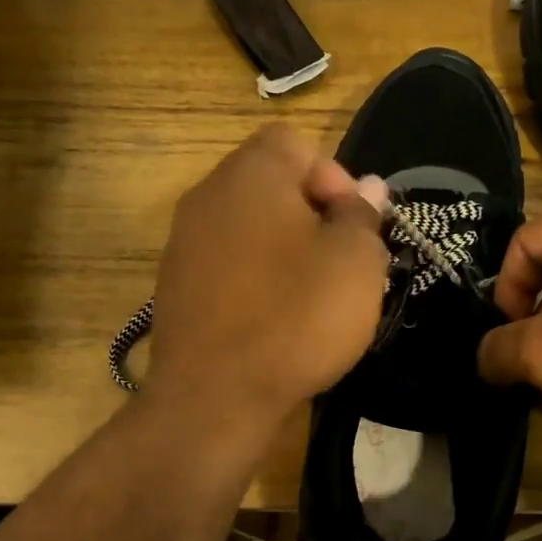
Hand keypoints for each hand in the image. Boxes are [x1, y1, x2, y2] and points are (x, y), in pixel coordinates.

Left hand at [147, 126, 388, 434]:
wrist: (216, 397)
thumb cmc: (296, 318)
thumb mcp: (356, 263)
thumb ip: (363, 215)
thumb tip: (366, 188)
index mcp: (251, 175)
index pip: (295, 144)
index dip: (334, 178)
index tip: (354, 228)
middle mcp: (208, 196)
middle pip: (270, 185)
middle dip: (313, 217)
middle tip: (341, 264)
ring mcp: (184, 244)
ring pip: (249, 228)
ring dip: (285, 251)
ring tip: (312, 297)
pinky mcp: (175, 287)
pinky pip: (228, 265)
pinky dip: (256, 281)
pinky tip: (275, 321)